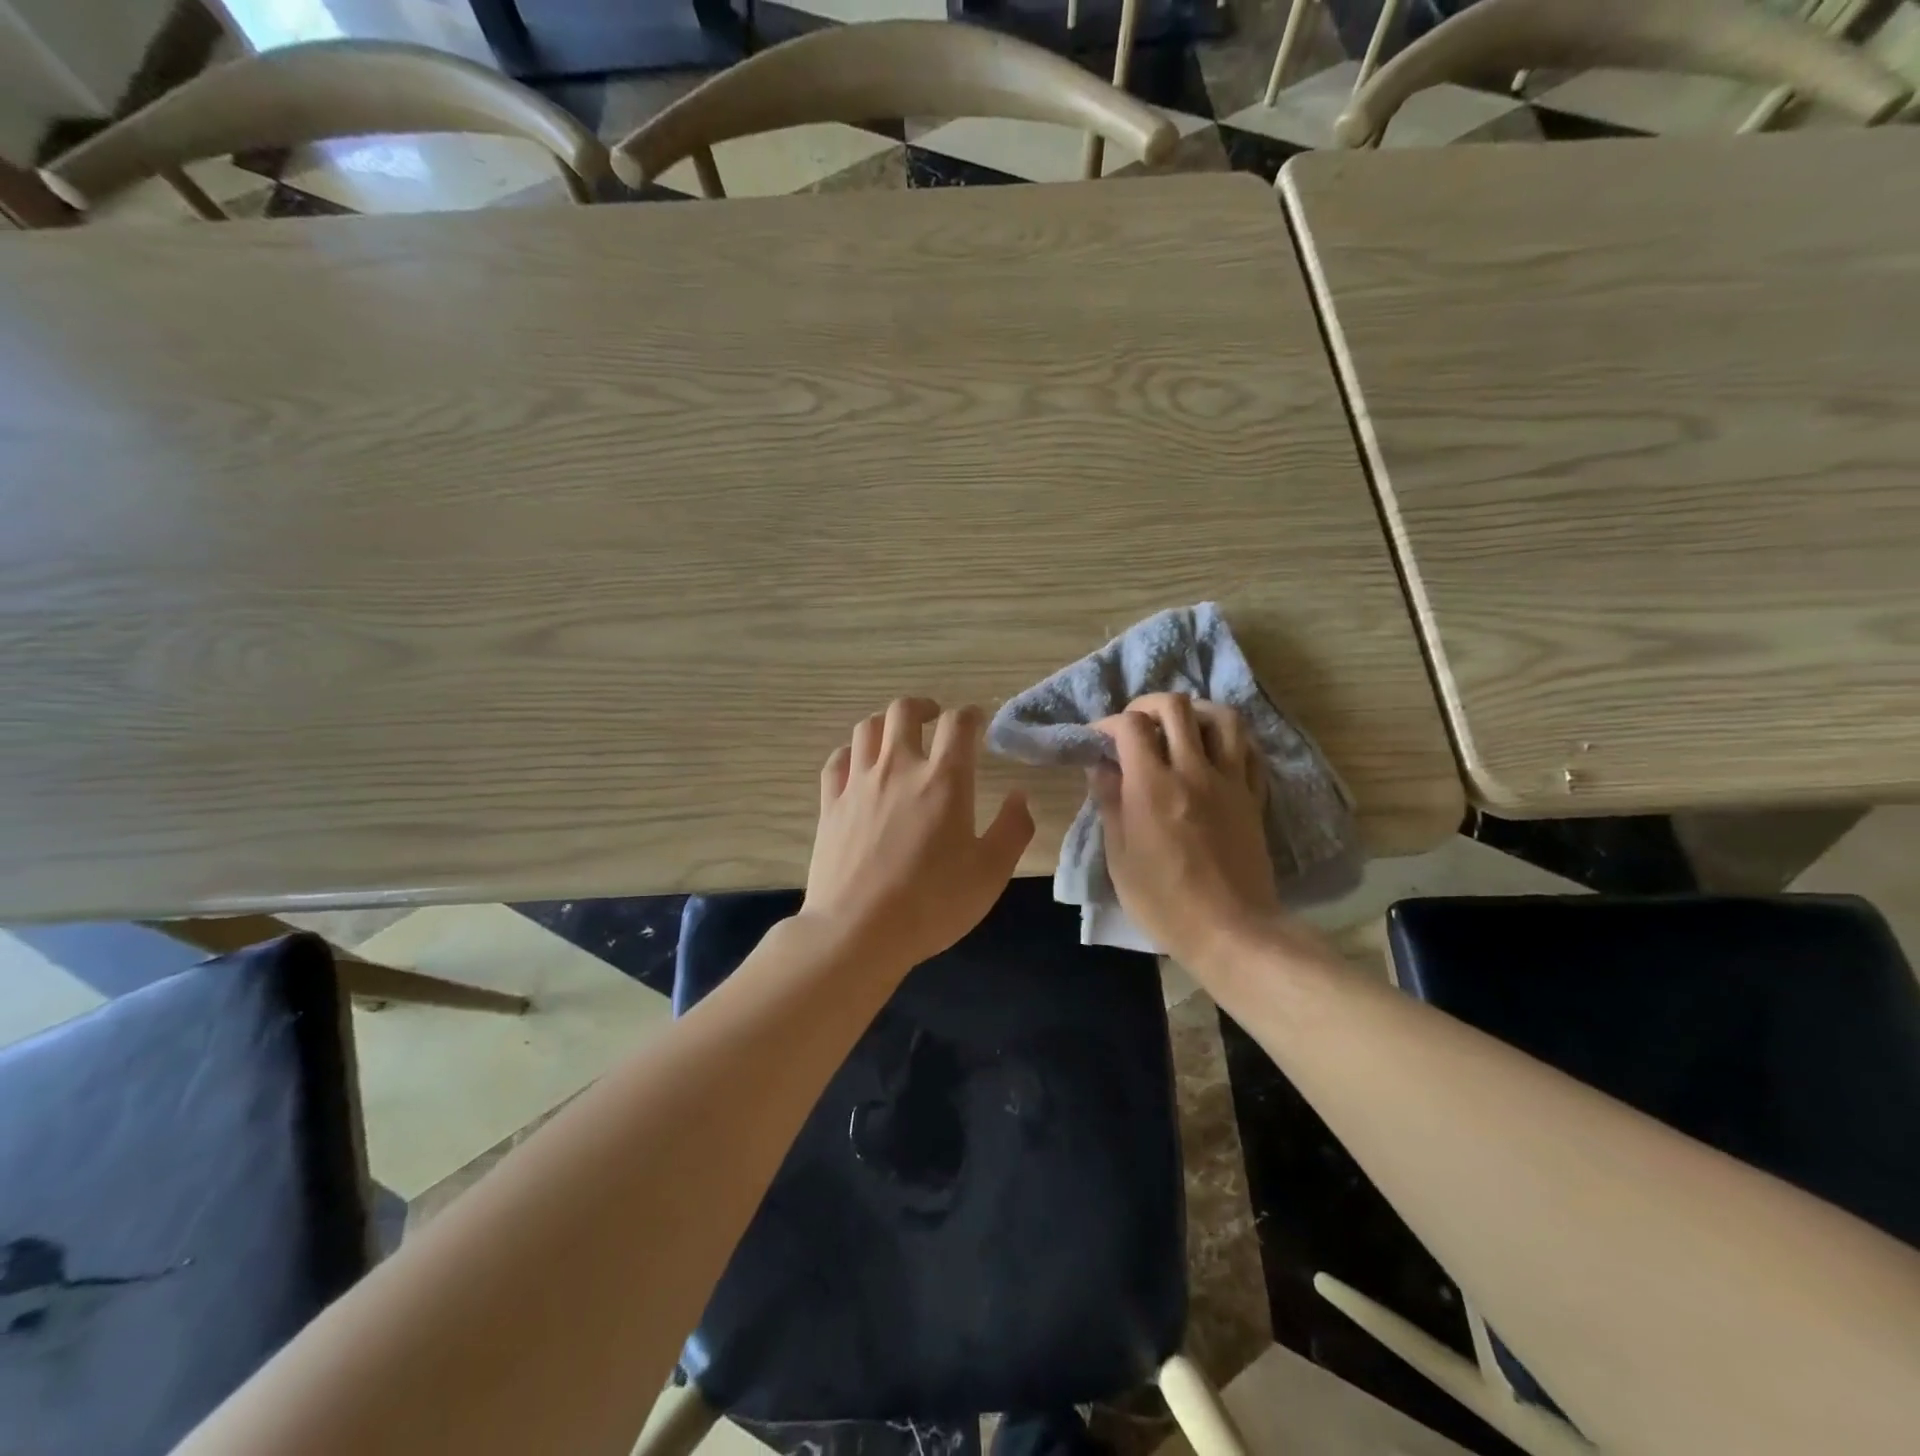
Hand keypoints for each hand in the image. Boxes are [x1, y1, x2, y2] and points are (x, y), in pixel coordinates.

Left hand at [803, 698, 1034, 972]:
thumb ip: (1012, 829)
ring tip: (896, 737)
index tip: (977, 722)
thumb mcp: (991, 872)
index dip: (971, 715)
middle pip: (904, 711)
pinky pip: (837, 761)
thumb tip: (1019, 796)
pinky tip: (858, 765)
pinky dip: (850, 753)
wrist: (858, 930)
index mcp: (943, 780)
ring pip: (867, 728)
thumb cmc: (933, 902)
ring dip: (886, 724)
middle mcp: (898, 768)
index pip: (959, 724)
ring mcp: (858, 783)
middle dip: (923, 707)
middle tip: (934, 719)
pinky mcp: (830, 804)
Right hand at [1091, 693, 1285, 971]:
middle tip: (1135, 725)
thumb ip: (1110, 803)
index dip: (1108, 723)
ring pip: (1222, 717)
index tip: (1098, 739)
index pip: (1131, 726)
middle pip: (1176, 707)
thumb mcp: (1119, 858)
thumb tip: (1101, 767)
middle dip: (1148, 705)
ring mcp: (1230, 782)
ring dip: (1195, 712)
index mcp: (1153, 786)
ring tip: (1180, 728)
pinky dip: (1229, 740)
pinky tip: (1215, 752)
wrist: (1232, 931)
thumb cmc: (1164, 901)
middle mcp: (1194, 771)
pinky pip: (1249, 750)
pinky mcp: (1254, 797)